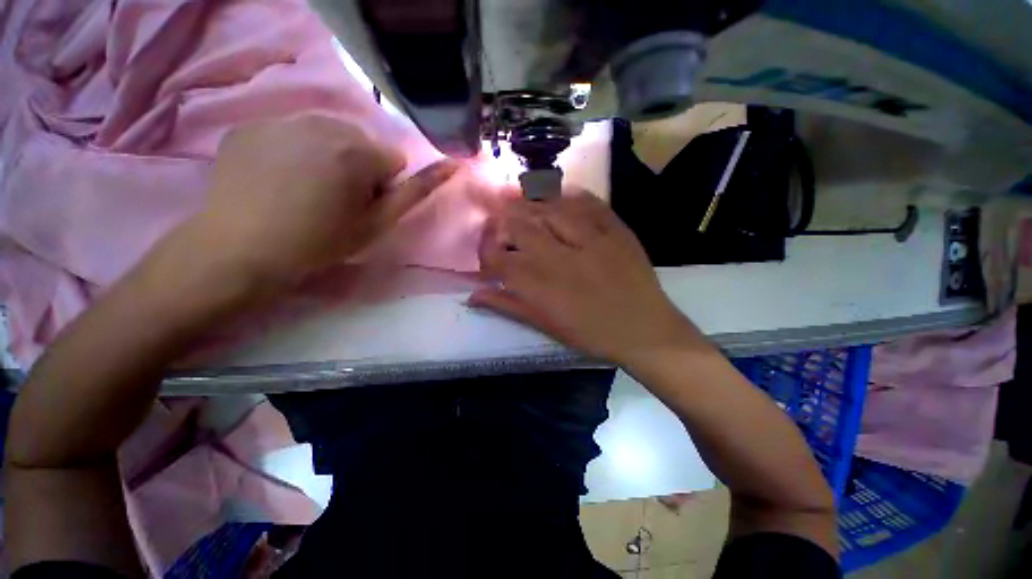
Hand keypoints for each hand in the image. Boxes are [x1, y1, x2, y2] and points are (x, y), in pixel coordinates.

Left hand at [187, 115, 458, 286]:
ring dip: (328, 155)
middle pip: (362, 141)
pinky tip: (277, 177)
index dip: (385, 186)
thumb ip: (416, 191)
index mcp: (358, 150)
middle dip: (359, 166)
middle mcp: (322, 121)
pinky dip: (293, 149)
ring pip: (327, 132)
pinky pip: (291, 131)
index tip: (363, 207)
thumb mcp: (378, 223)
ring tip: (305, 188)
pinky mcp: (250, 124)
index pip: (395, 159)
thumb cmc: (320, 242)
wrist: (240, 250)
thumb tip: (451, 164)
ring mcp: (280, 118)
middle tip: (336, 200)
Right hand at [470, 191, 701, 364]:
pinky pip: (588, 202)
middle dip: (501, 220)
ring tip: (517, 197)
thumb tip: (473, 295)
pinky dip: (569, 195)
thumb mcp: (546, 326)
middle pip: (520, 226)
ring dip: (529, 201)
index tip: (487, 252)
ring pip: (550, 208)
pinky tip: (558, 194)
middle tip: (495, 217)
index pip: (499, 259)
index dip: (486, 251)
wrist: (645, 330)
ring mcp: (592, 240)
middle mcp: (561, 258)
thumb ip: (509, 306)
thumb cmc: (591, 334)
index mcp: (542, 287)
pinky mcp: (616, 230)